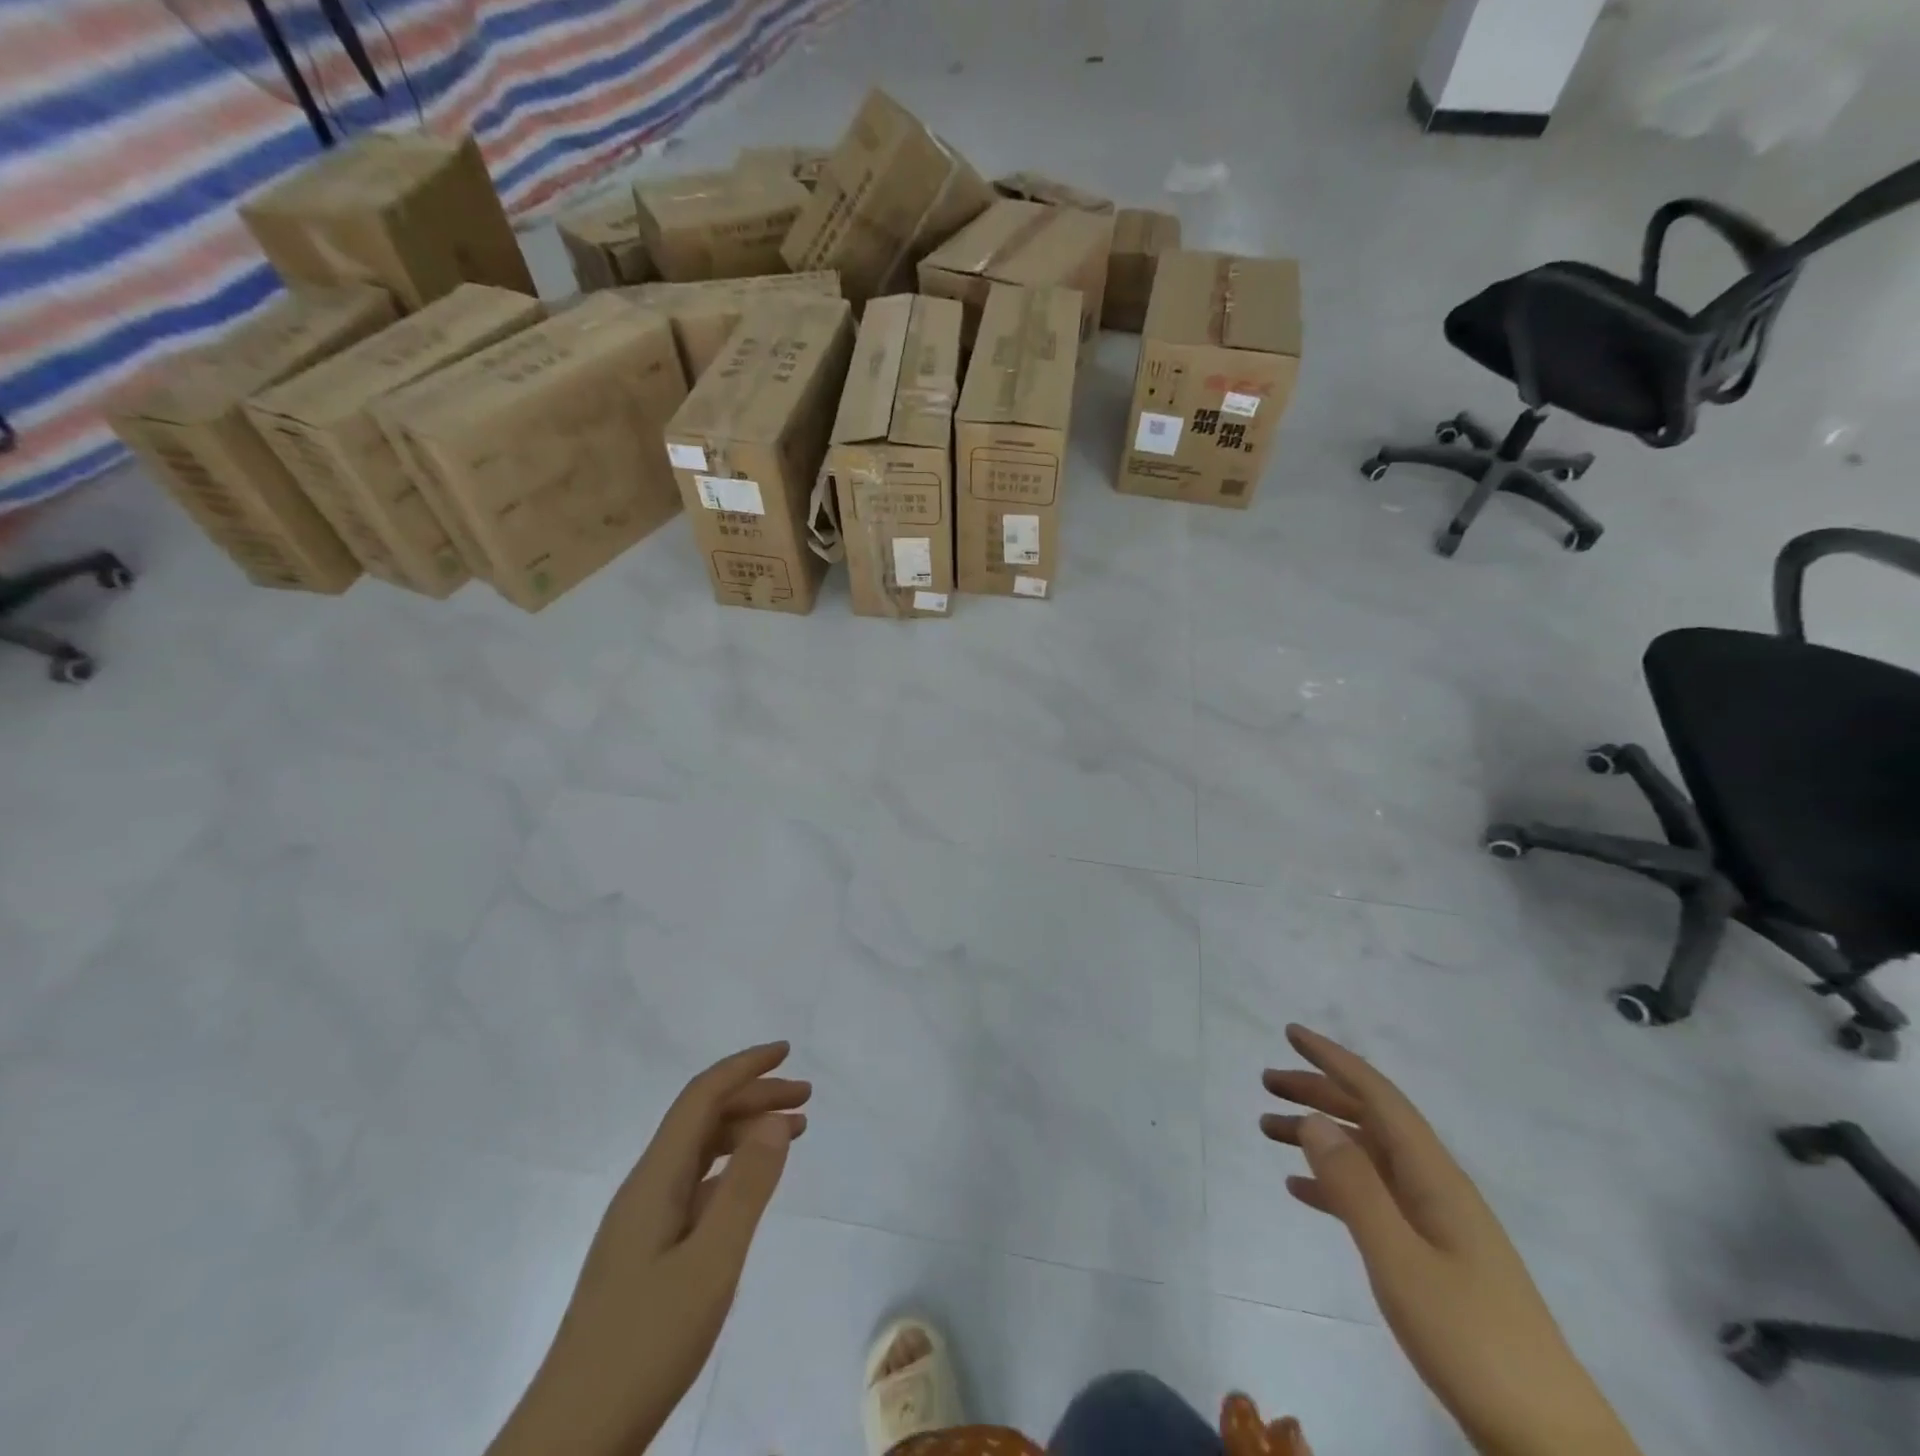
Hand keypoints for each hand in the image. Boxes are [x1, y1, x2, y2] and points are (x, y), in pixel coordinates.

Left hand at [491, 1043, 810, 1455]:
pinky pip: (696, 1186)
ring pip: (699, 1152)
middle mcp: (646, 1188)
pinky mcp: (646, 1254)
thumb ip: (746, 1188)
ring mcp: (643, 1222)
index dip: (744, 1066)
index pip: (701, 1097)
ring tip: (793, 1132)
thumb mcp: (709, 1265)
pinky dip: (731, 1170)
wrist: (571, 1441)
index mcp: (655, 1179)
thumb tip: (775, 1118)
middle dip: (754, 1096)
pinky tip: (751, 1186)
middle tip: (807, 1098)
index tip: (788, 1052)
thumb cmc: (644, 1345)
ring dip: (745, 1131)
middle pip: (702, 1119)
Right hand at [1260, 1026, 1637, 1455]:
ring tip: (1268, 1131)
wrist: (1550, 1441)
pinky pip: (1373, 1199)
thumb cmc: (1470, 1340)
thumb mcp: (1400, 1261)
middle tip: (1266, 1083)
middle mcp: (1436, 1187)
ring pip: (1367, 1157)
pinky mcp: (1434, 1257)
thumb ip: (1354, 1187)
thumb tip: (1315, 1118)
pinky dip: (1334, 1185)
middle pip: (1370, 1119)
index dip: (1334, 1060)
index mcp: (1434, 1177)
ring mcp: (1437, 1223)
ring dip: (1319, 1137)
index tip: (1291, 1033)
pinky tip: (1300, 1191)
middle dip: (1318, 1092)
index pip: (1379, 1096)